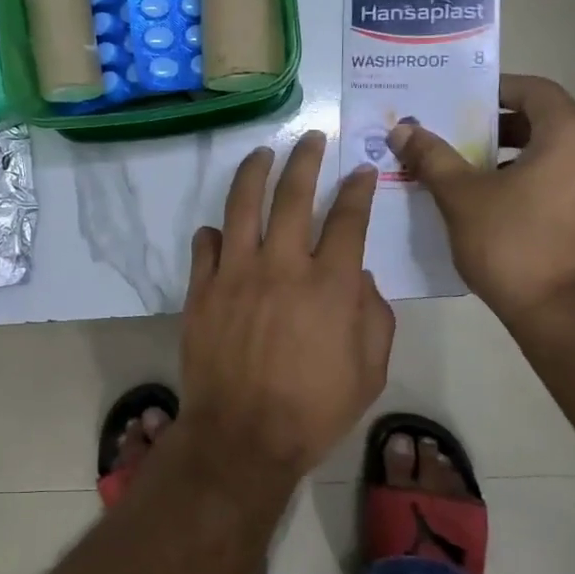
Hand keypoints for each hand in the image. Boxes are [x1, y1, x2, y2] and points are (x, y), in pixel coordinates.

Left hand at [180, 131, 394, 483]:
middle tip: (311, 138)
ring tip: (263, 153)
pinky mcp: (202, 288)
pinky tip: (221, 228)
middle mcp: (282, 265)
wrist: (243, 435)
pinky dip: (214, 232)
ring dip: (255, 172)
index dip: (357, 188)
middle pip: (294, 194)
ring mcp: (236, 272)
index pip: (348, 218)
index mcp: (329, 284)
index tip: (361, 170)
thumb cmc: (314, 409)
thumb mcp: (369, 370)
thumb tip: (358, 276)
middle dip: (306, 158)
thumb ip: (373, 316)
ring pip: (243, 205)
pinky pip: (205, 245)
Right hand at [388, 74, 574, 321]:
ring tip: (474, 178)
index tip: (463, 101)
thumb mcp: (461, 196)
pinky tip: (503, 213)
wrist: (571, 318)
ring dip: (518, 160)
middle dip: (501, 129)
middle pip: (549, 124)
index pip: (537, 91)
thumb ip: (432, 157)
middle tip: (459, 139)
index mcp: (571, 137)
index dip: (498, 90)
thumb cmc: (514, 243)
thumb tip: (403, 129)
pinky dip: (538, 188)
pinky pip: (570, 190)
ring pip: (560, 160)